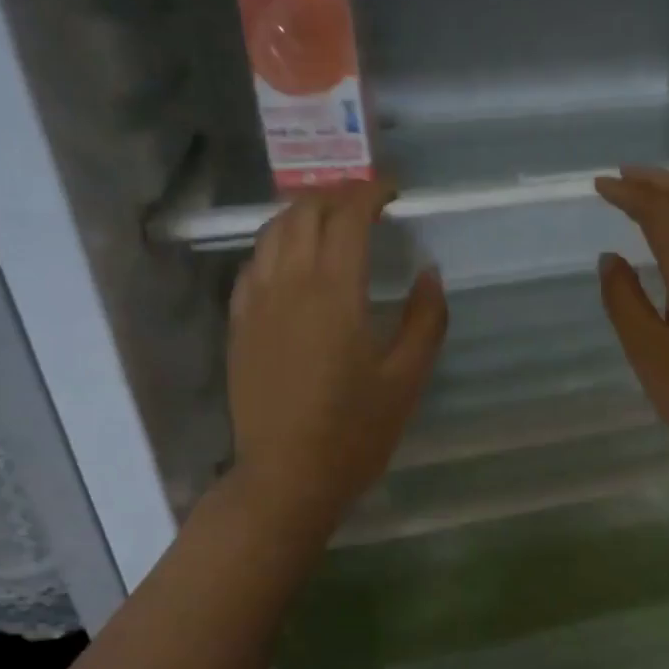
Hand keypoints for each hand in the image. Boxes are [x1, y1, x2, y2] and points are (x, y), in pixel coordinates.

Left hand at [227, 181, 446, 536]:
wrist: (287, 477)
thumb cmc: (355, 434)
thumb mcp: (406, 380)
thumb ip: (425, 320)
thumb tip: (429, 273)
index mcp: (335, 293)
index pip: (348, 217)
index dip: (371, 193)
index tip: (394, 191)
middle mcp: (289, 284)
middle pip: (305, 213)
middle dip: (337, 194)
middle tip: (367, 201)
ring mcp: (256, 303)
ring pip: (272, 232)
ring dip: (303, 213)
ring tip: (331, 220)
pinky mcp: (239, 325)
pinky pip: (254, 264)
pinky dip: (277, 245)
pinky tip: (292, 260)